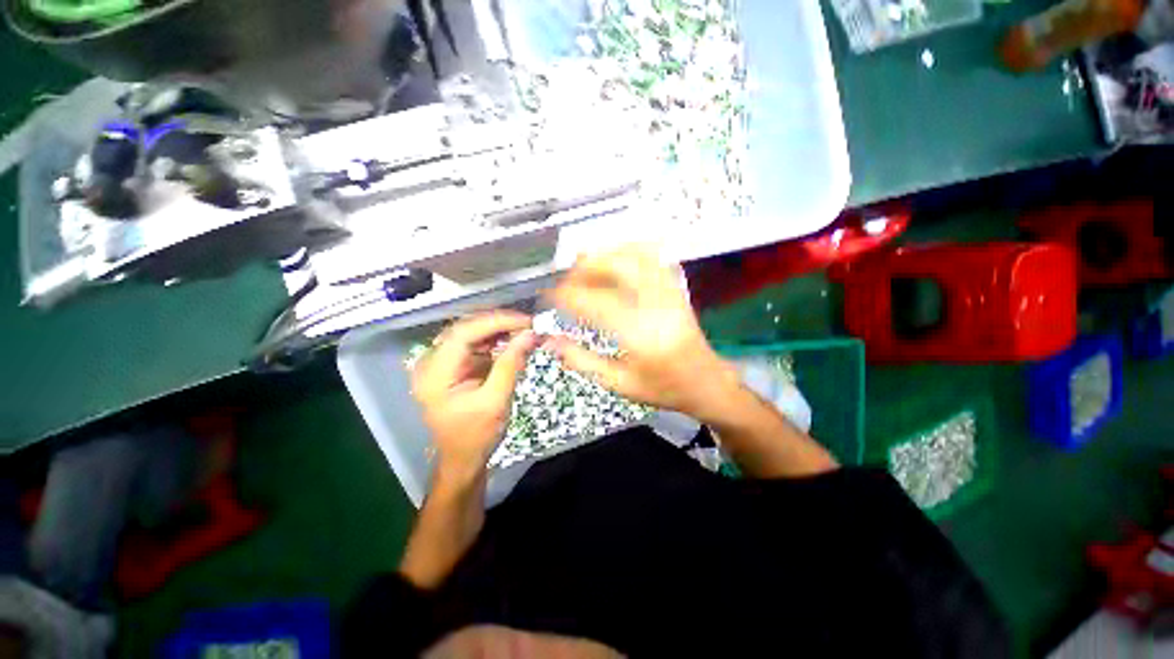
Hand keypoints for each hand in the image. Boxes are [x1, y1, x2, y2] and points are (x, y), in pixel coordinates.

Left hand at [412, 311, 538, 482]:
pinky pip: (475, 343)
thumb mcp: (496, 401)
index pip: (463, 333)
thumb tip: (530, 334)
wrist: (463, 458)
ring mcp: (441, 362)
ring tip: (525, 329)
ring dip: (499, 329)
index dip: (496, 321)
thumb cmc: (476, 435)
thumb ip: (511, 364)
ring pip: (471, 332)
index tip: (526, 321)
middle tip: (529, 323)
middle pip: (465, 328)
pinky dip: (495, 339)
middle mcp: (431, 361)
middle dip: (499, 322)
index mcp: (435, 373)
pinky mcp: (453, 364)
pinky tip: (513, 339)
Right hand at [545, 244, 737, 419]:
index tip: (549, 297)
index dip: (566, 295)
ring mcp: (669, 292)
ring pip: (636, 254)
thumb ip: (582, 361)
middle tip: (567, 281)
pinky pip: (654, 257)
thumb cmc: (662, 388)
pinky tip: (615, 260)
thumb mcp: (618, 383)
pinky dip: (630, 251)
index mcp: (639, 335)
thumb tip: (549, 341)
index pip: (594, 302)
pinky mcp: (676, 288)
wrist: (706, 382)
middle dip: (584, 267)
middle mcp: (655, 306)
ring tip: (585, 267)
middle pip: (617, 266)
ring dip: (606, 254)